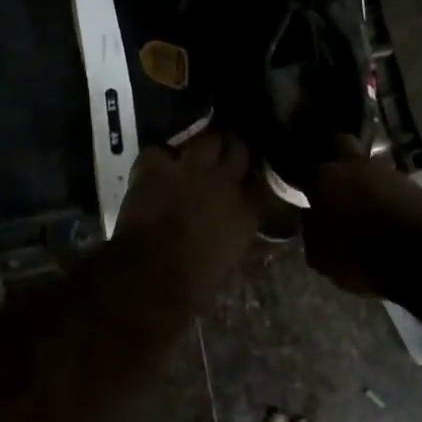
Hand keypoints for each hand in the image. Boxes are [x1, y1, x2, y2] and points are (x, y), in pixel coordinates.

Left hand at [115, 131, 258, 303]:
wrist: (153, 273)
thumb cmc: (196, 281)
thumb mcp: (234, 267)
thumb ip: (252, 251)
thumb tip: (267, 248)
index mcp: (247, 209)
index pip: (261, 181)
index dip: (253, 178)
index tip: (248, 180)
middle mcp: (224, 181)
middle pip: (238, 149)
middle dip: (232, 151)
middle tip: (223, 157)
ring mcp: (190, 168)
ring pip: (206, 140)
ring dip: (202, 146)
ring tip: (194, 154)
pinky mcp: (156, 166)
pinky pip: (159, 150)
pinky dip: (158, 159)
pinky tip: (155, 169)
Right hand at [302, 139, 421, 295]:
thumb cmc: (361, 257)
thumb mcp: (320, 254)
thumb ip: (310, 229)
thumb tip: (313, 216)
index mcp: (323, 177)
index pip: (300, 162)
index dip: (293, 166)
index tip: (290, 175)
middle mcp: (353, 165)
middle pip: (337, 142)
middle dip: (328, 152)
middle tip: (322, 173)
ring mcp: (387, 171)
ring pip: (364, 164)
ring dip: (357, 177)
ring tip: (354, 199)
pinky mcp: (413, 184)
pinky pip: (386, 183)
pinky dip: (379, 193)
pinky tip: (377, 210)